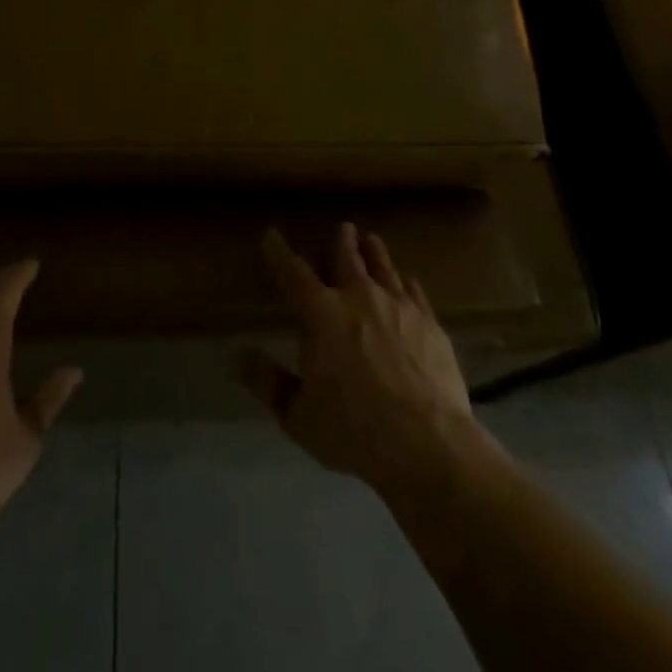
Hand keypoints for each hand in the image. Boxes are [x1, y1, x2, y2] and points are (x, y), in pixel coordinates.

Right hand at [243, 224, 477, 500]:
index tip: (271, 234)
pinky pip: (414, 291)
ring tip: (371, 240)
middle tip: (342, 227)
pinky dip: (405, 280)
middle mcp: (358, 297)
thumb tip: (242, 358)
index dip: (279, 251)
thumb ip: (269, 384)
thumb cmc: (353, 429)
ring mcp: (398, 306)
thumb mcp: (298, 416)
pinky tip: (406, 279)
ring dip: (374, 252)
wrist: (426, 443)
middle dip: (341, 241)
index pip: (293, 272)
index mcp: (320, 313)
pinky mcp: (429, 323)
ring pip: (383, 267)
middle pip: (347, 258)